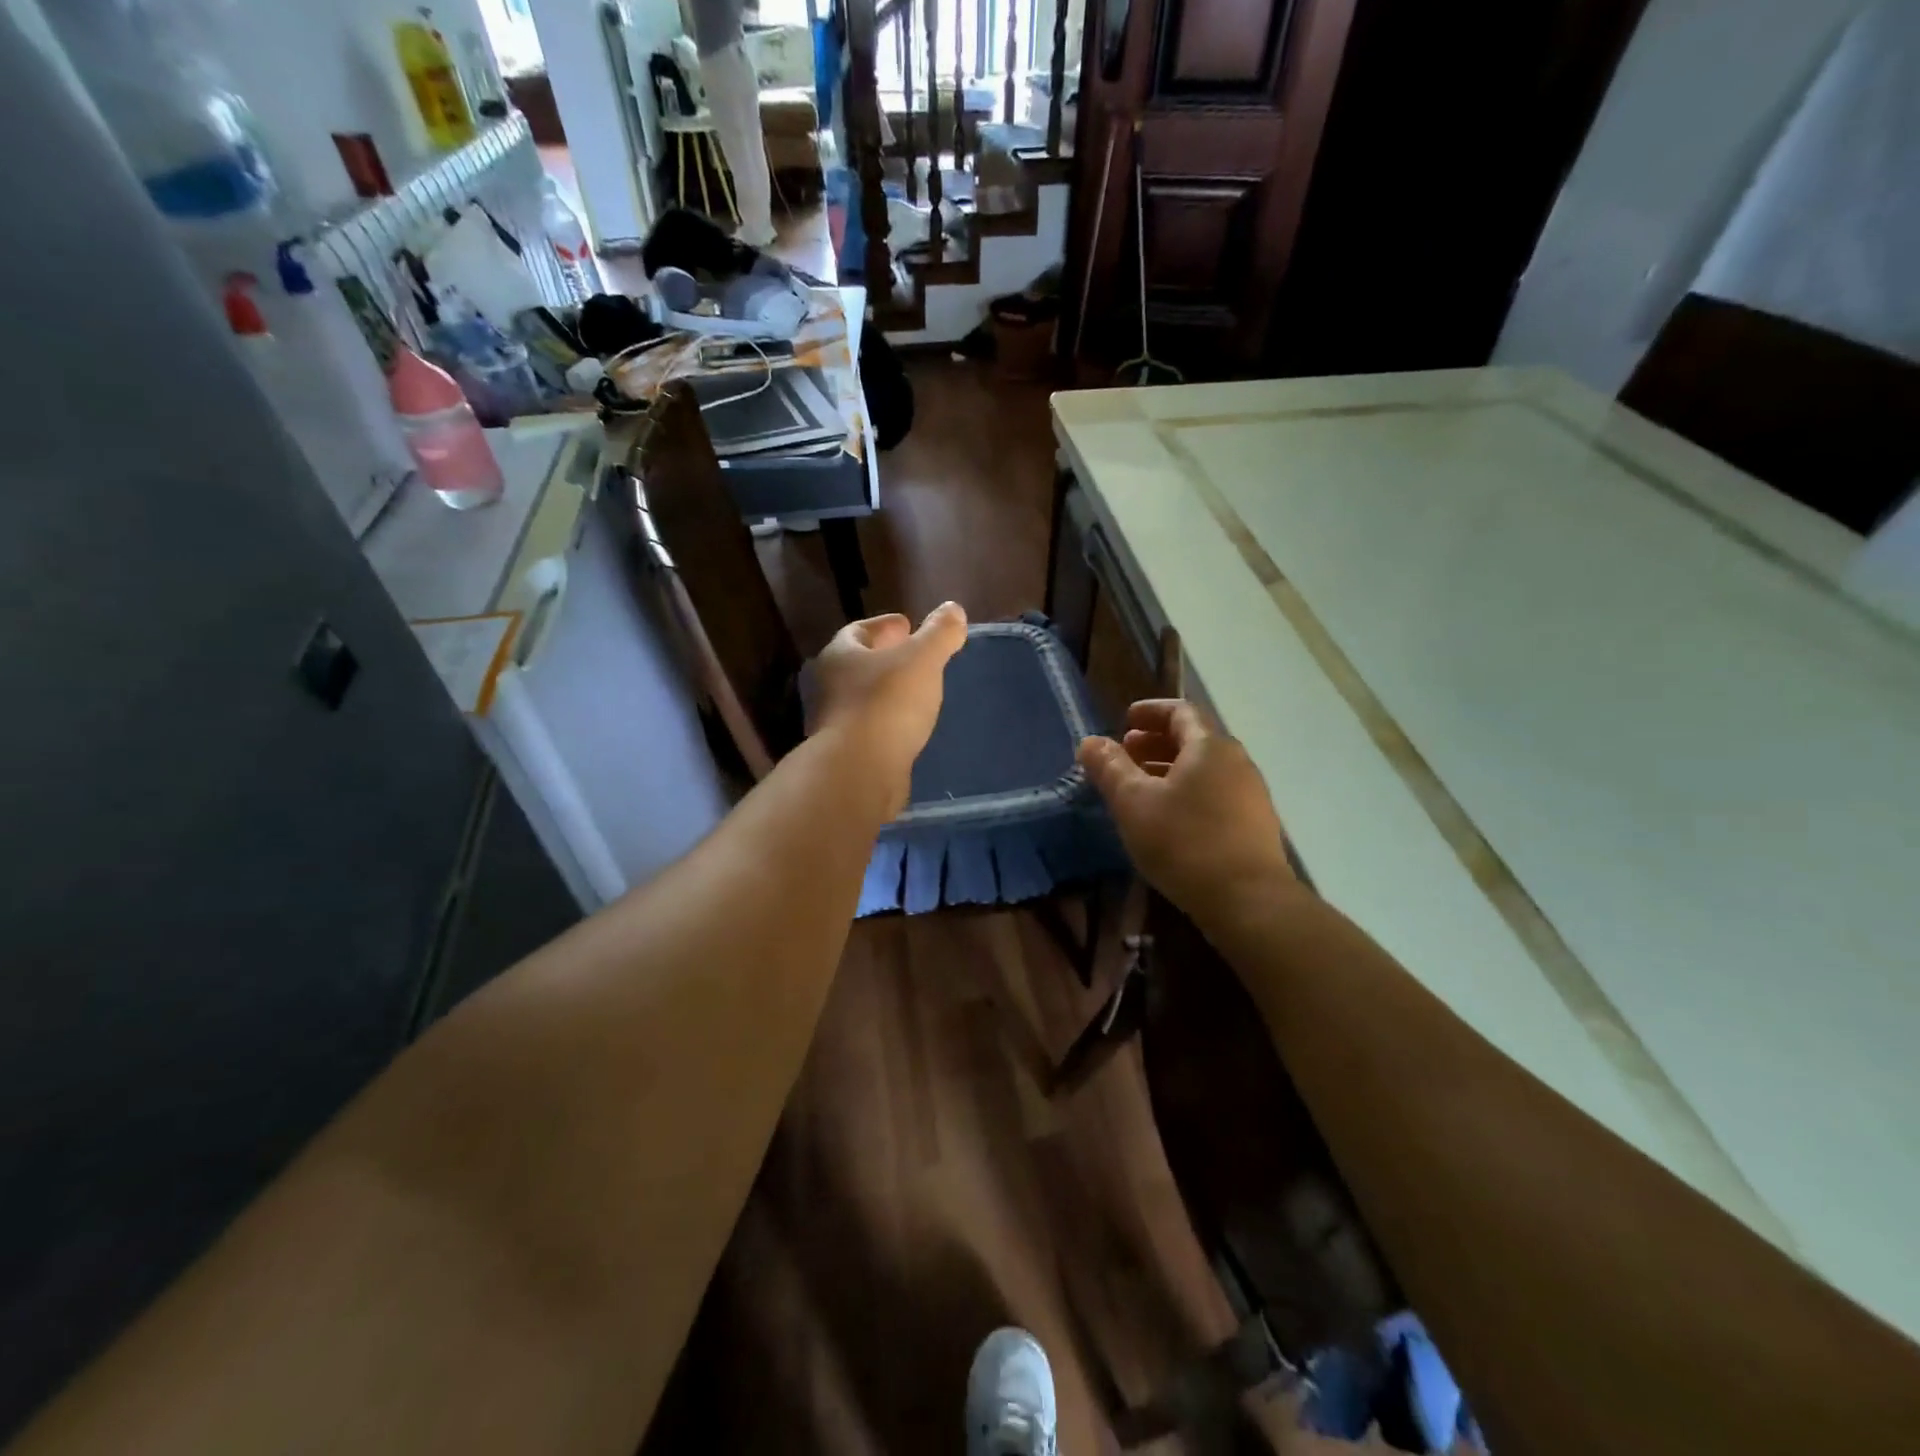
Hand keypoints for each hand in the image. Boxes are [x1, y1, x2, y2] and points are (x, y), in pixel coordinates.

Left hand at [810, 602, 967, 814]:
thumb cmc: (887, 703)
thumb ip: (939, 633)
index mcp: (839, 655)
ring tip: (915, 693)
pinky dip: (886, 723)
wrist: (859, 772)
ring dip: (885, 693)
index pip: (858, 631)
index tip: (907, 626)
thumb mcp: (922, 660)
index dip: (884, 626)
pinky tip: (907, 728)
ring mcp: (832, 724)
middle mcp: (827, 687)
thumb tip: (954, 609)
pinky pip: (868, 730)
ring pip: (861, 699)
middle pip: (857, 665)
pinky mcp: (844, 756)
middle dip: (884, 659)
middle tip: (913, 658)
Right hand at [1078, 699, 1295, 921]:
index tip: (1125, 721)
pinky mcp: (1254, 825)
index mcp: (1209, 747)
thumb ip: (1109, 768)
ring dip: (1170, 770)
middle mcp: (1236, 762)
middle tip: (1126, 755)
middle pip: (1194, 740)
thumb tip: (1089, 742)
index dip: (1150, 712)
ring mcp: (1250, 794)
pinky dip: (1187, 793)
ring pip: (1204, 770)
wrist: (1247, 901)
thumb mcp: (1133, 803)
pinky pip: (1215, 794)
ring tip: (1141, 788)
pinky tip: (1168, 819)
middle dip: (1156, 743)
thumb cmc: (1184, 842)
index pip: (1180, 712)